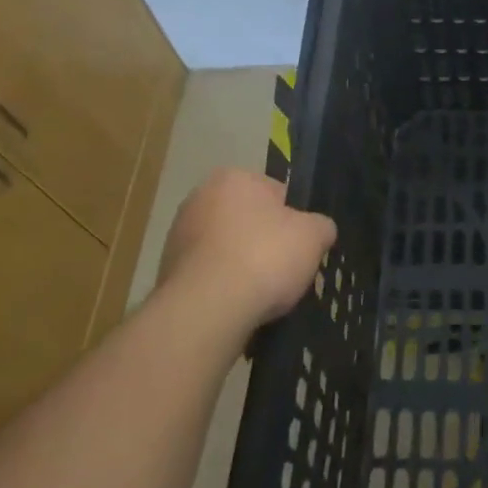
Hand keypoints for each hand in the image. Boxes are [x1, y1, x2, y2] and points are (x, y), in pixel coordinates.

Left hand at [157, 168, 335, 328]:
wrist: (207, 310)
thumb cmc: (264, 257)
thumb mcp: (313, 236)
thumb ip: (321, 226)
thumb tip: (319, 230)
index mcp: (233, 177)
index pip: (276, 193)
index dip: (293, 221)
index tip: (300, 248)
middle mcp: (199, 198)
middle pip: (248, 221)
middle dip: (265, 244)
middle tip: (283, 272)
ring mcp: (178, 236)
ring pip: (226, 250)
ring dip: (242, 268)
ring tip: (260, 298)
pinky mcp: (166, 273)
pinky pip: (208, 277)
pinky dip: (222, 290)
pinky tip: (236, 309)